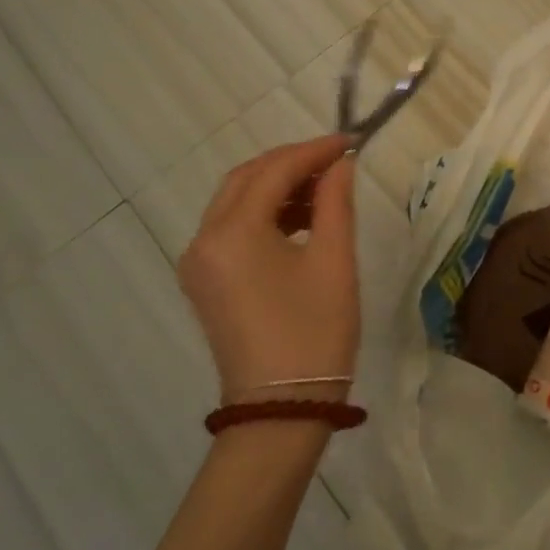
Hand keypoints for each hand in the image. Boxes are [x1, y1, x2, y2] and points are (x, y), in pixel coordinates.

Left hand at [176, 135, 360, 405]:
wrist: (282, 408)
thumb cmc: (315, 332)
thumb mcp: (334, 260)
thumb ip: (335, 202)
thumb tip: (340, 164)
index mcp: (233, 233)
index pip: (273, 171)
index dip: (314, 150)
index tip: (351, 141)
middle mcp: (204, 240)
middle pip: (246, 179)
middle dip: (292, 163)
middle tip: (337, 161)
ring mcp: (199, 263)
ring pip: (236, 202)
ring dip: (278, 187)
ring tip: (326, 190)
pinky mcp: (206, 282)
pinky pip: (232, 229)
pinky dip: (265, 214)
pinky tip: (301, 220)